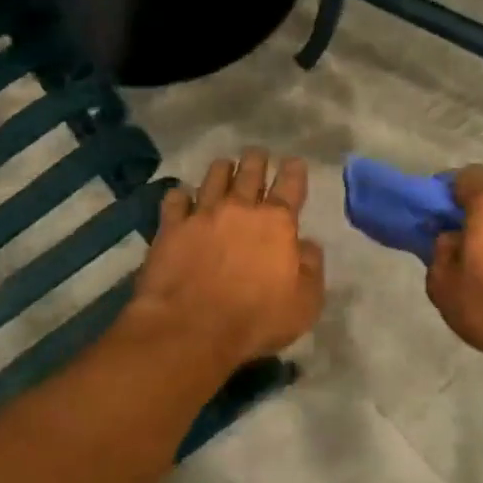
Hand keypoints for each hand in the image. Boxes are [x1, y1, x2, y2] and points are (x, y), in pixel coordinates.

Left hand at [128, 148, 325, 369]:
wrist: (192, 328)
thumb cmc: (256, 319)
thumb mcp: (305, 302)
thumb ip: (311, 268)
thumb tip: (308, 244)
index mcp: (277, 223)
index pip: (291, 186)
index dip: (294, 171)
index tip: (294, 161)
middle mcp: (240, 209)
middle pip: (250, 172)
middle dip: (256, 160)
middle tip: (257, 154)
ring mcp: (203, 214)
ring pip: (214, 177)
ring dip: (222, 169)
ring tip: (224, 165)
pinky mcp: (171, 227)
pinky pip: (175, 199)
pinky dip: (181, 195)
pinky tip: (182, 196)